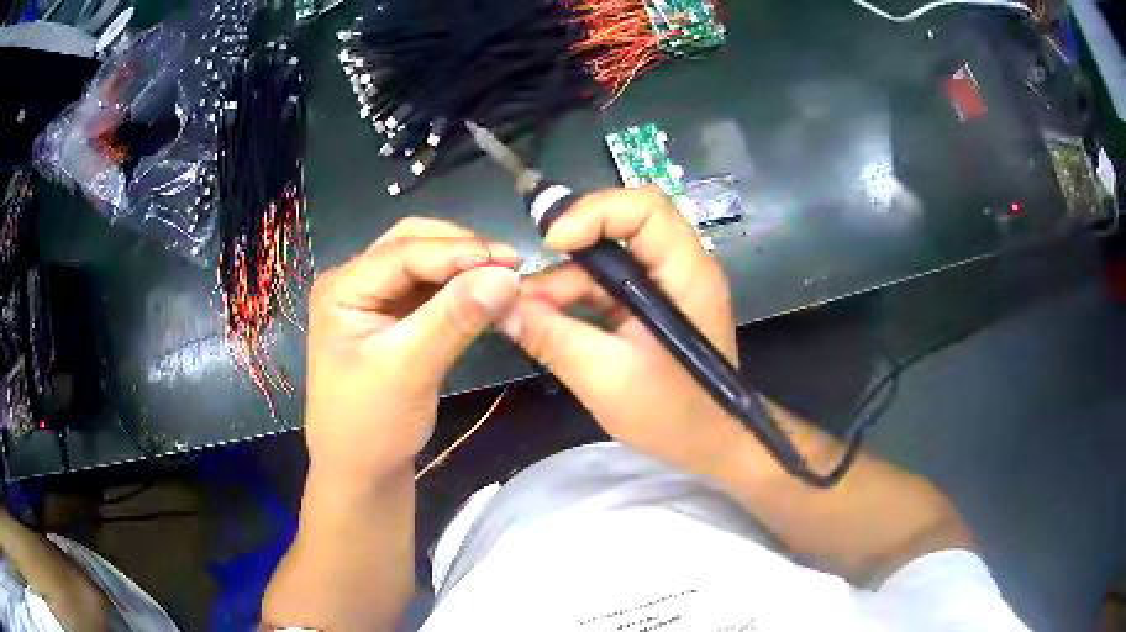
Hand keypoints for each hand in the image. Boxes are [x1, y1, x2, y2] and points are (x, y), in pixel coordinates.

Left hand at [305, 217, 519, 482]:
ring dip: (464, 269)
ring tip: (506, 279)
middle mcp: (355, 283)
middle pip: (411, 245)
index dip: (457, 251)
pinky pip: (432, 292)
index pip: (402, 252)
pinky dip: (461, 291)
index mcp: (342, 288)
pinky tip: (488, 297)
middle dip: (460, 251)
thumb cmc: (371, 426)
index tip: (511, 260)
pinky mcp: (395, 319)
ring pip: (425, 265)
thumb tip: (508, 275)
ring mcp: (375, 300)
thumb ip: (454, 319)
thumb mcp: (409, 370)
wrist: (362, 472)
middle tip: (509, 266)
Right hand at [499, 186, 748, 476]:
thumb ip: (550, 337)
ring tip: (525, 315)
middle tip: (525, 284)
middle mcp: (679, 266)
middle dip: (568, 252)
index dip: (594, 212)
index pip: (645, 207)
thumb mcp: (605, 377)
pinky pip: (607, 287)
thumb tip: (499, 306)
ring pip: (607, 260)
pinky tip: (545, 322)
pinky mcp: (651, 306)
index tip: (553, 245)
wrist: (709, 445)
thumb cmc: (673, 415)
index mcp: (686, 273)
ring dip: (564, 283)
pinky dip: (574, 301)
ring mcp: (665, 286)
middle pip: (621, 227)